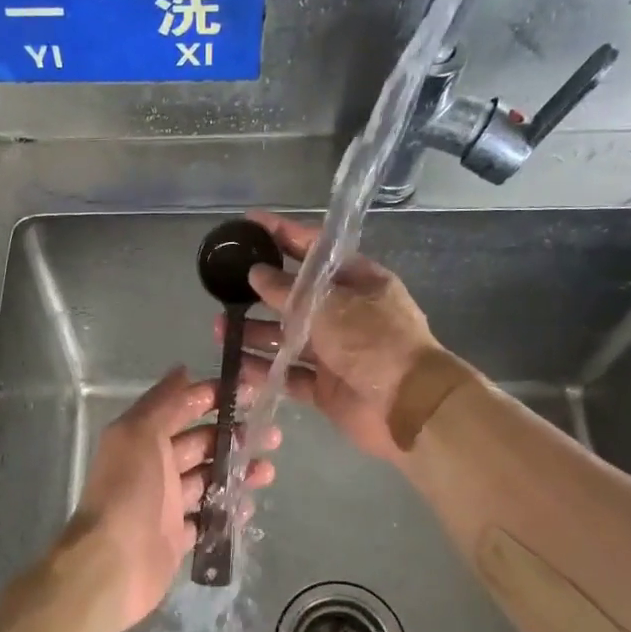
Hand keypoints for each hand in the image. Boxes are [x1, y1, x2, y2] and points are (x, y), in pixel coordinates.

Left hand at [69, 367, 276, 631]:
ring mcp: (166, 504)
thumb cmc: (129, 491)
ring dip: (238, 472)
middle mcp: (154, 467)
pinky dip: (228, 511)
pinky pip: (208, 518)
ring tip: (268, 471)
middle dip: (235, 436)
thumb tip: (182, 369)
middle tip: (272, 435)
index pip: (182, 409)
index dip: (213, 398)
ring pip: (208, 480)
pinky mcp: (176, 537)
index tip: (250, 393)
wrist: (113, 563)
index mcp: (143, 438)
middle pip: (201, 444)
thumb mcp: (140, 434)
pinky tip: (250, 506)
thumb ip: (163, 402)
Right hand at [229, 210, 441, 463]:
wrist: (409, 407)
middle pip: (296, 296)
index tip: (248, 224)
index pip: (314, 249)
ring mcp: (335, 352)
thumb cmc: (374, 342)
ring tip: (221, 331)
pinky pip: (289, 375)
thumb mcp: (330, 306)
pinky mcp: (326, 387)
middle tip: (223, 289)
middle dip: (260, 292)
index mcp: (358, 281)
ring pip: (287, 338)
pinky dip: (265, 371)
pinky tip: (237, 366)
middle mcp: (346, 313)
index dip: (282, 234)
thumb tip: (256, 273)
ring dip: (255, 333)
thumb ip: (288, 292)